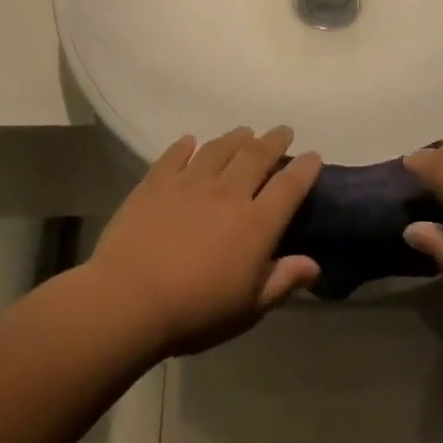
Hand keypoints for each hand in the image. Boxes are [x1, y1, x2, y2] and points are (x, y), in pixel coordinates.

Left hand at [87, 127, 321, 355]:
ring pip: (219, 148)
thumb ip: (282, 281)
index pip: (289, 186)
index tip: (313, 156)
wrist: (129, 299)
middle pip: (256, 156)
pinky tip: (190, 141)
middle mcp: (227, 193)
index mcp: (256, 224)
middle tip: (282, 130)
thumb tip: (314, 265)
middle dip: (274, 140)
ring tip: (244, 132)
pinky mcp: (156, 182)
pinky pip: (175, 154)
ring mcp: (189, 182)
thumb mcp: (248, 308)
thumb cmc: (196, 311)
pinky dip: (186, 145)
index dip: (304, 168)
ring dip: (236, 137)